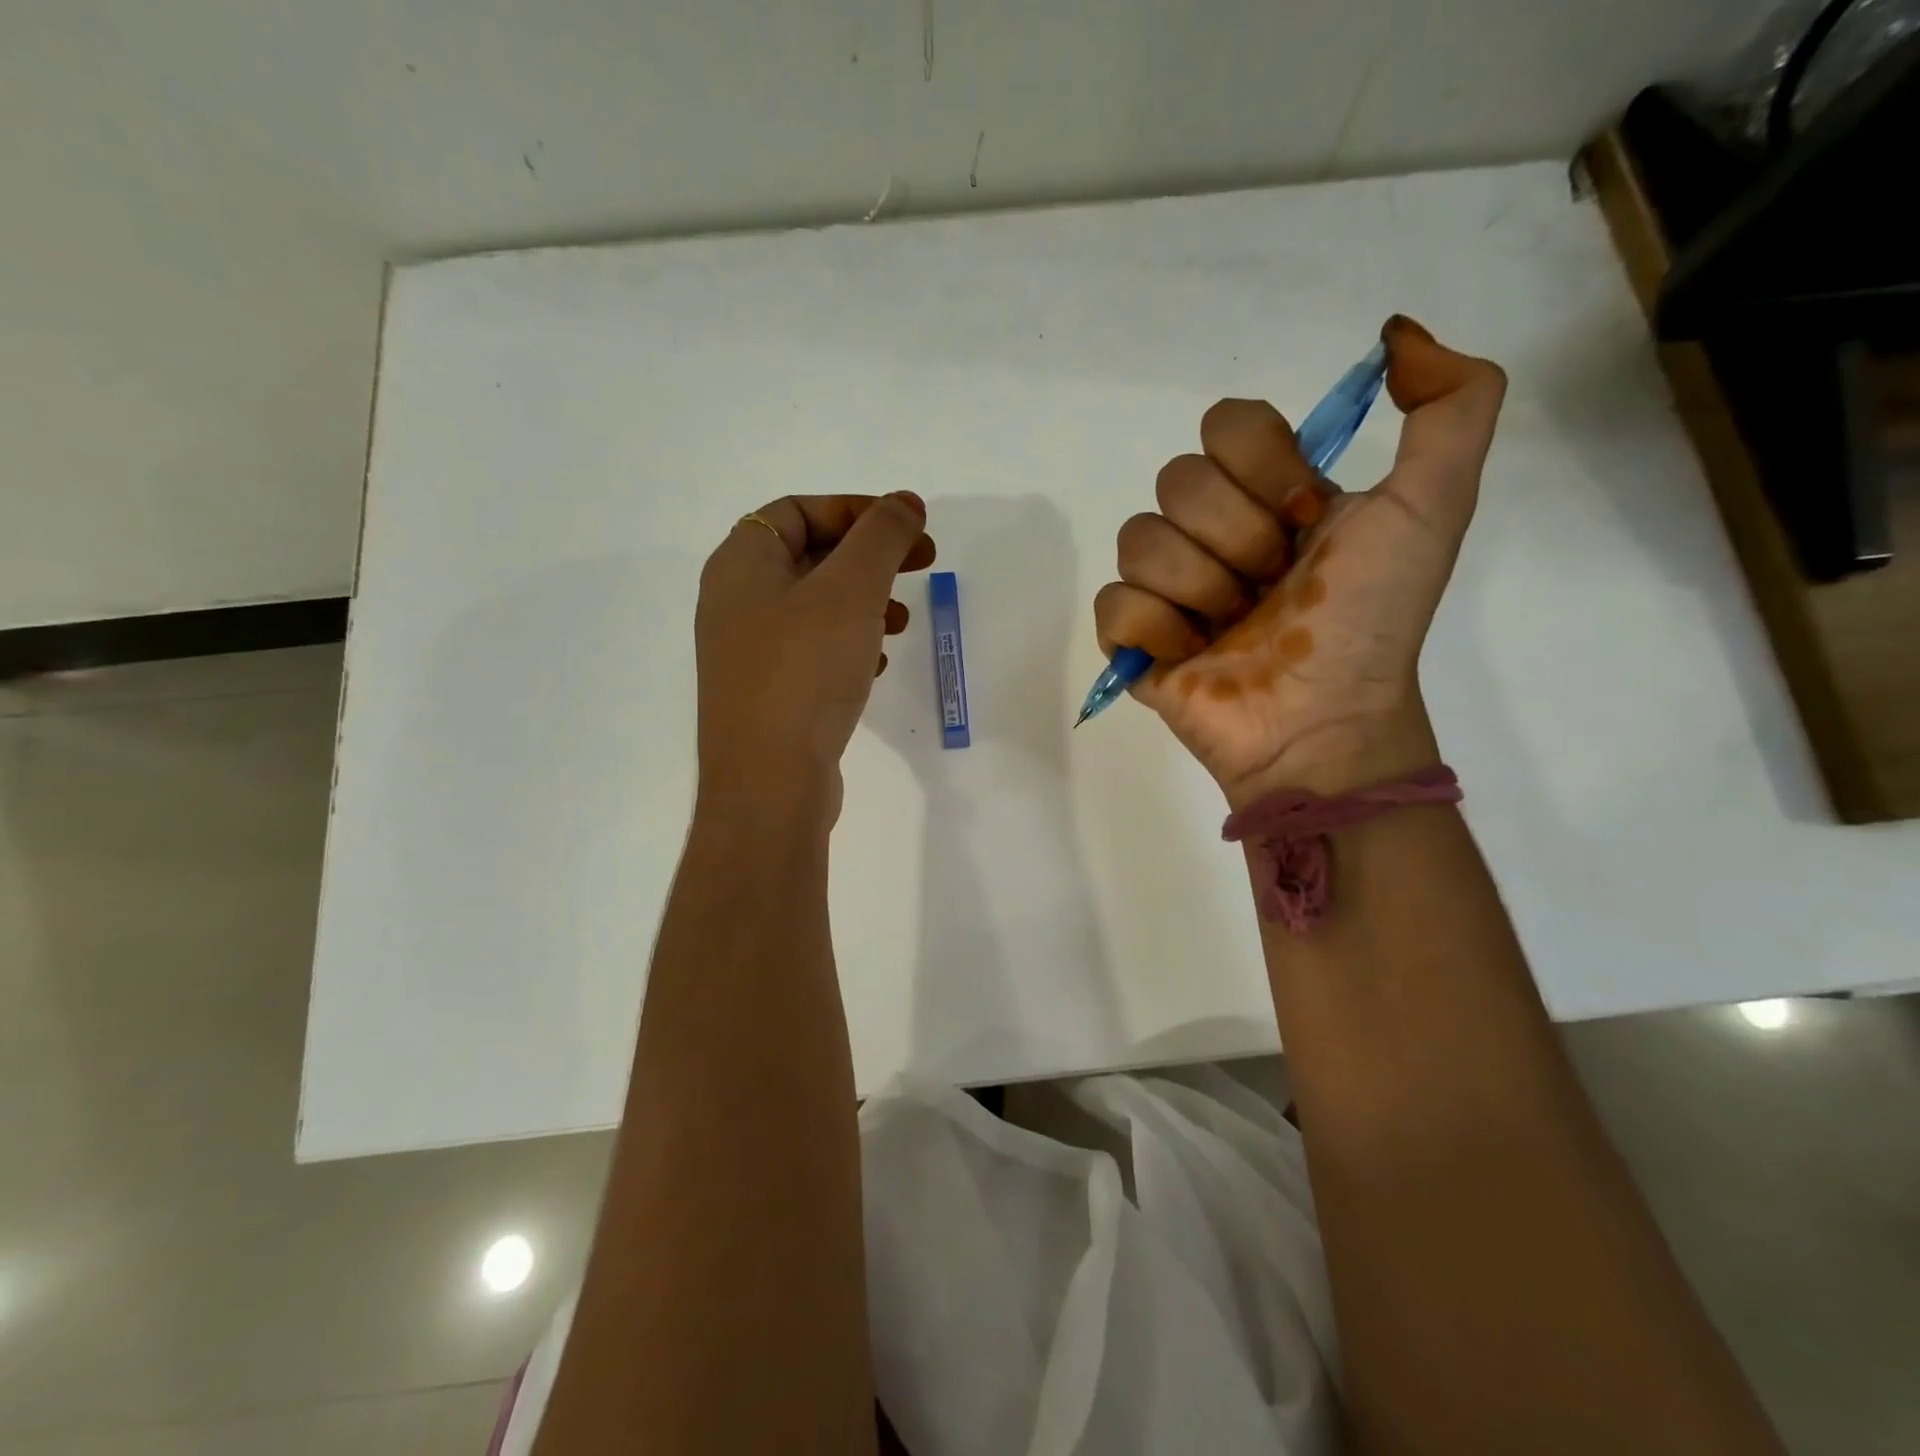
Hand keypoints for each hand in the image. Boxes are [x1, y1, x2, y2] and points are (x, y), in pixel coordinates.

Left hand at [695, 492, 935, 814]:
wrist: (769, 780)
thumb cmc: (806, 669)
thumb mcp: (851, 589)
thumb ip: (882, 537)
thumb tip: (905, 502)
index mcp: (741, 563)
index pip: (800, 510)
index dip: (858, 510)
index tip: (910, 527)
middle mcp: (735, 601)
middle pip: (809, 556)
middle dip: (870, 557)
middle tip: (922, 564)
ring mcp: (748, 651)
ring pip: (815, 607)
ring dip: (864, 602)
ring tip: (903, 620)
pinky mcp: (767, 692)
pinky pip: (812, 650)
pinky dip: (849, 644)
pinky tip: (878, 664)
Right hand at [1092, 316, 1505, 806]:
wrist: (1324, 721)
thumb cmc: (1370, 621)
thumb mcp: (1434, 507)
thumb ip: (1453, 406)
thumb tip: (1395, 333)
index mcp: (1270, 495)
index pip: (1226, 425)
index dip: (1262, 467)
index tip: (1305, 519)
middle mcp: (1213, 532)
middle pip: (1177, 480)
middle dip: (1236, 538)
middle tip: (1272, 587)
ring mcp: (1168, 588)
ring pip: (1138, 539)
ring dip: (1199, 588)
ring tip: (1234, 629)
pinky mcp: (1134, 640)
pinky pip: (1114, 603)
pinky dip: (1156, 629)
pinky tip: (1193, 655)